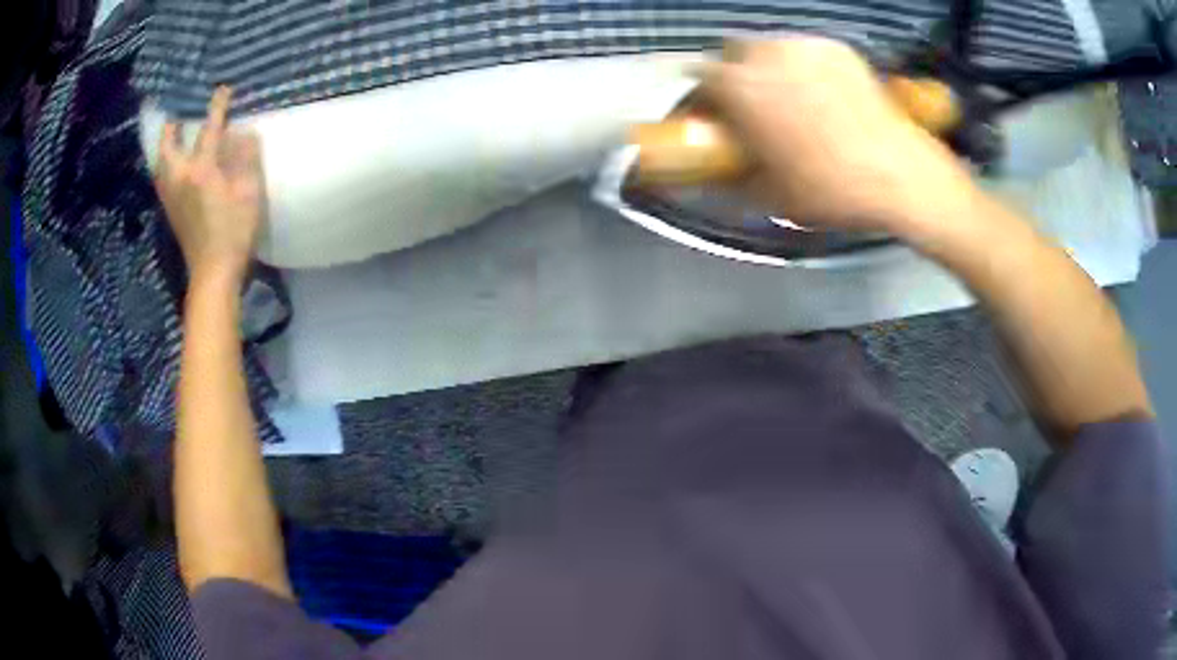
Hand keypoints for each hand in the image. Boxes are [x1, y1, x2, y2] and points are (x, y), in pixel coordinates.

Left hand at [154, 87, 264, 286]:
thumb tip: (244, 133)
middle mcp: (180, 178)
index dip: (217, 107)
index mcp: (201, 171)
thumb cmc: (235, 233)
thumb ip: (246, 159)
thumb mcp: (249, 193)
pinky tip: (172, 161)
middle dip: (172, 124)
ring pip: (161, 162)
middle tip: (179, 110)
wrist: (213, 273)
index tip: (222, 89)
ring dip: (166, 144)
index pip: (209, 130)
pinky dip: (165, 162)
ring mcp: (172, 196)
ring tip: (173, 133)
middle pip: (168, 145)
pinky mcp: (171, 209)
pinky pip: (163, 176)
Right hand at [701, 38, 978, 236]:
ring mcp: (804, 46)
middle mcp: (766, 54)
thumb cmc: (830, 188)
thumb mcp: (769, 193)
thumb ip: (732, 175)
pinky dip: (803, 66)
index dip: (699, 96)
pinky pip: (805, 51)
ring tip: (790, 98)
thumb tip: (715, 173)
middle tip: (750, 103)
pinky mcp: (837, 48)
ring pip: (770, 48)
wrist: (898, 174)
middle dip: (734, 73)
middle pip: (732, 51)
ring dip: (768, 67)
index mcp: (740, 87)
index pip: (698, 77)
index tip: (708, 112)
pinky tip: (822, 94)